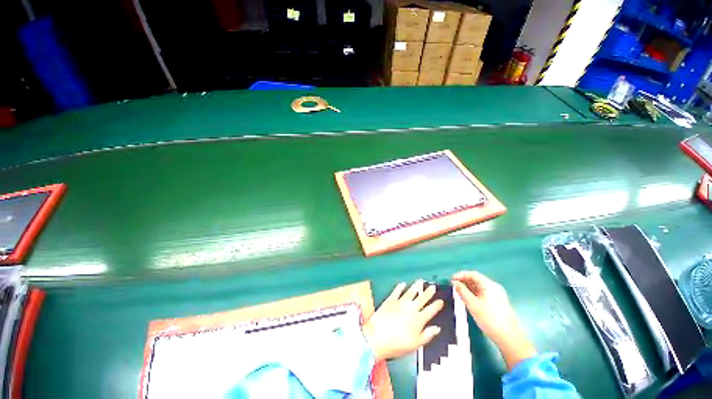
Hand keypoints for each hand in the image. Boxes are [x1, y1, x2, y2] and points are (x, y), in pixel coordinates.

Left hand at [362, 281, 443, 361]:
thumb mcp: (416, 344)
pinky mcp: (390, 300)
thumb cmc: (397, 344)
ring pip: (410, 292)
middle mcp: (410, 308)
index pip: (430, 310)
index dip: (436, 305)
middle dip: (428, 292)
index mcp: (418, 319)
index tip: (441, 301)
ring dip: (416, 286)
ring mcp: (399, 302)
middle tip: (433, 287)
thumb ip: (427, 335)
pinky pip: (396, 291)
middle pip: (421, 298)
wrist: (377, 337)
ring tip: (420, 281)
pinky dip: (400, 287)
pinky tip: (403, 283)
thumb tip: (437, 328)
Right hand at [452, 271, 536, 369]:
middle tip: (453, 286)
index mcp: (489, 285)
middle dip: (464, 281)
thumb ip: (462, 291)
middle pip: (477, 279)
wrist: (510, 338)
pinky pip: (483, 293)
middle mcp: (494, 287)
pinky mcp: (498, 302)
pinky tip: (468, 300)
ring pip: (480, 287)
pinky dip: (474, 293)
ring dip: (468, 288)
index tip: (451, 280)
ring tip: (459, 293)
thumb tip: (454, 282)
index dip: (461, 275)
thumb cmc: (489, 319)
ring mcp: (498, 295)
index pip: (473, 274)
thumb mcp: (472, 304)